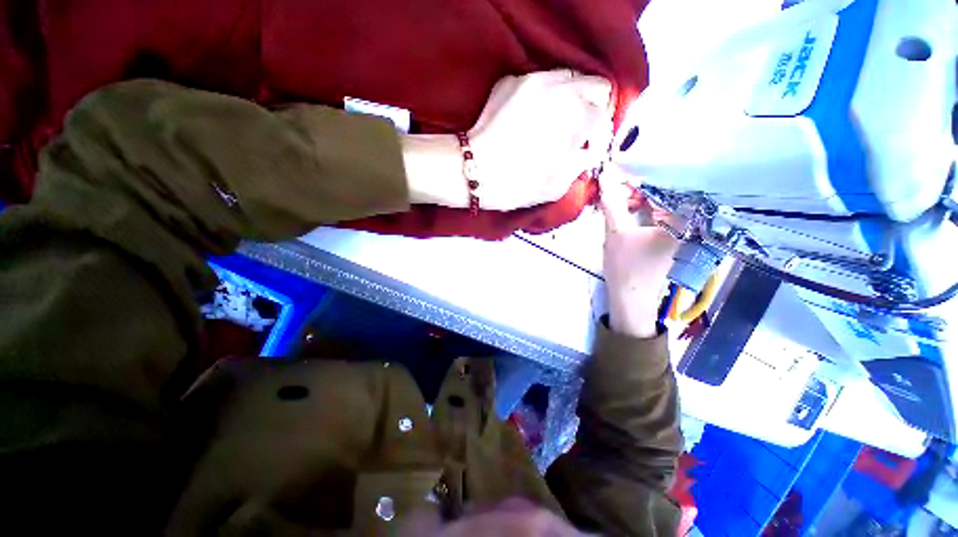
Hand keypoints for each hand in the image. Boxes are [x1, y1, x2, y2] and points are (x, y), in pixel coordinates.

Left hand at [468, 70, 611, 210]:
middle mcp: (559, 87)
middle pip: (593, 84)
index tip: (587, 146)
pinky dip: (541, 97)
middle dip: (590, 107)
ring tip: (554, 123)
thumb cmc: (517, 184)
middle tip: (577, 130)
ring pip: (566, 77)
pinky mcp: (509, 80)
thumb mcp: (557, 186)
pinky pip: (537, 82)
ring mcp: (532, 79)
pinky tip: (528, 118)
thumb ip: (580, 164)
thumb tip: (586, 151)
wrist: (473, 172)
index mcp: (576, 114)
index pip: (604, 111)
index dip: (598, 132)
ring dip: (568, 98)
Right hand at [600, 166, 678, 337]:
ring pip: (657, 207)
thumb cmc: (626, 267)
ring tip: (615, 200)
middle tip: (612, 190)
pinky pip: (656, 218)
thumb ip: (612, 202)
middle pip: (661, 197)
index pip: (661, 189)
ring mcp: (678, 234)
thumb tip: (605, 176)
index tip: (615, 177)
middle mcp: (686, 225)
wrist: (631, 299)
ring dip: (636, 201)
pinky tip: (625, 212)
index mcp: (681, 221)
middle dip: (635, 191)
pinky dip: (640, 213)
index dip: (637, 180)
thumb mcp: (615, 232)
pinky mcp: (669, 241)